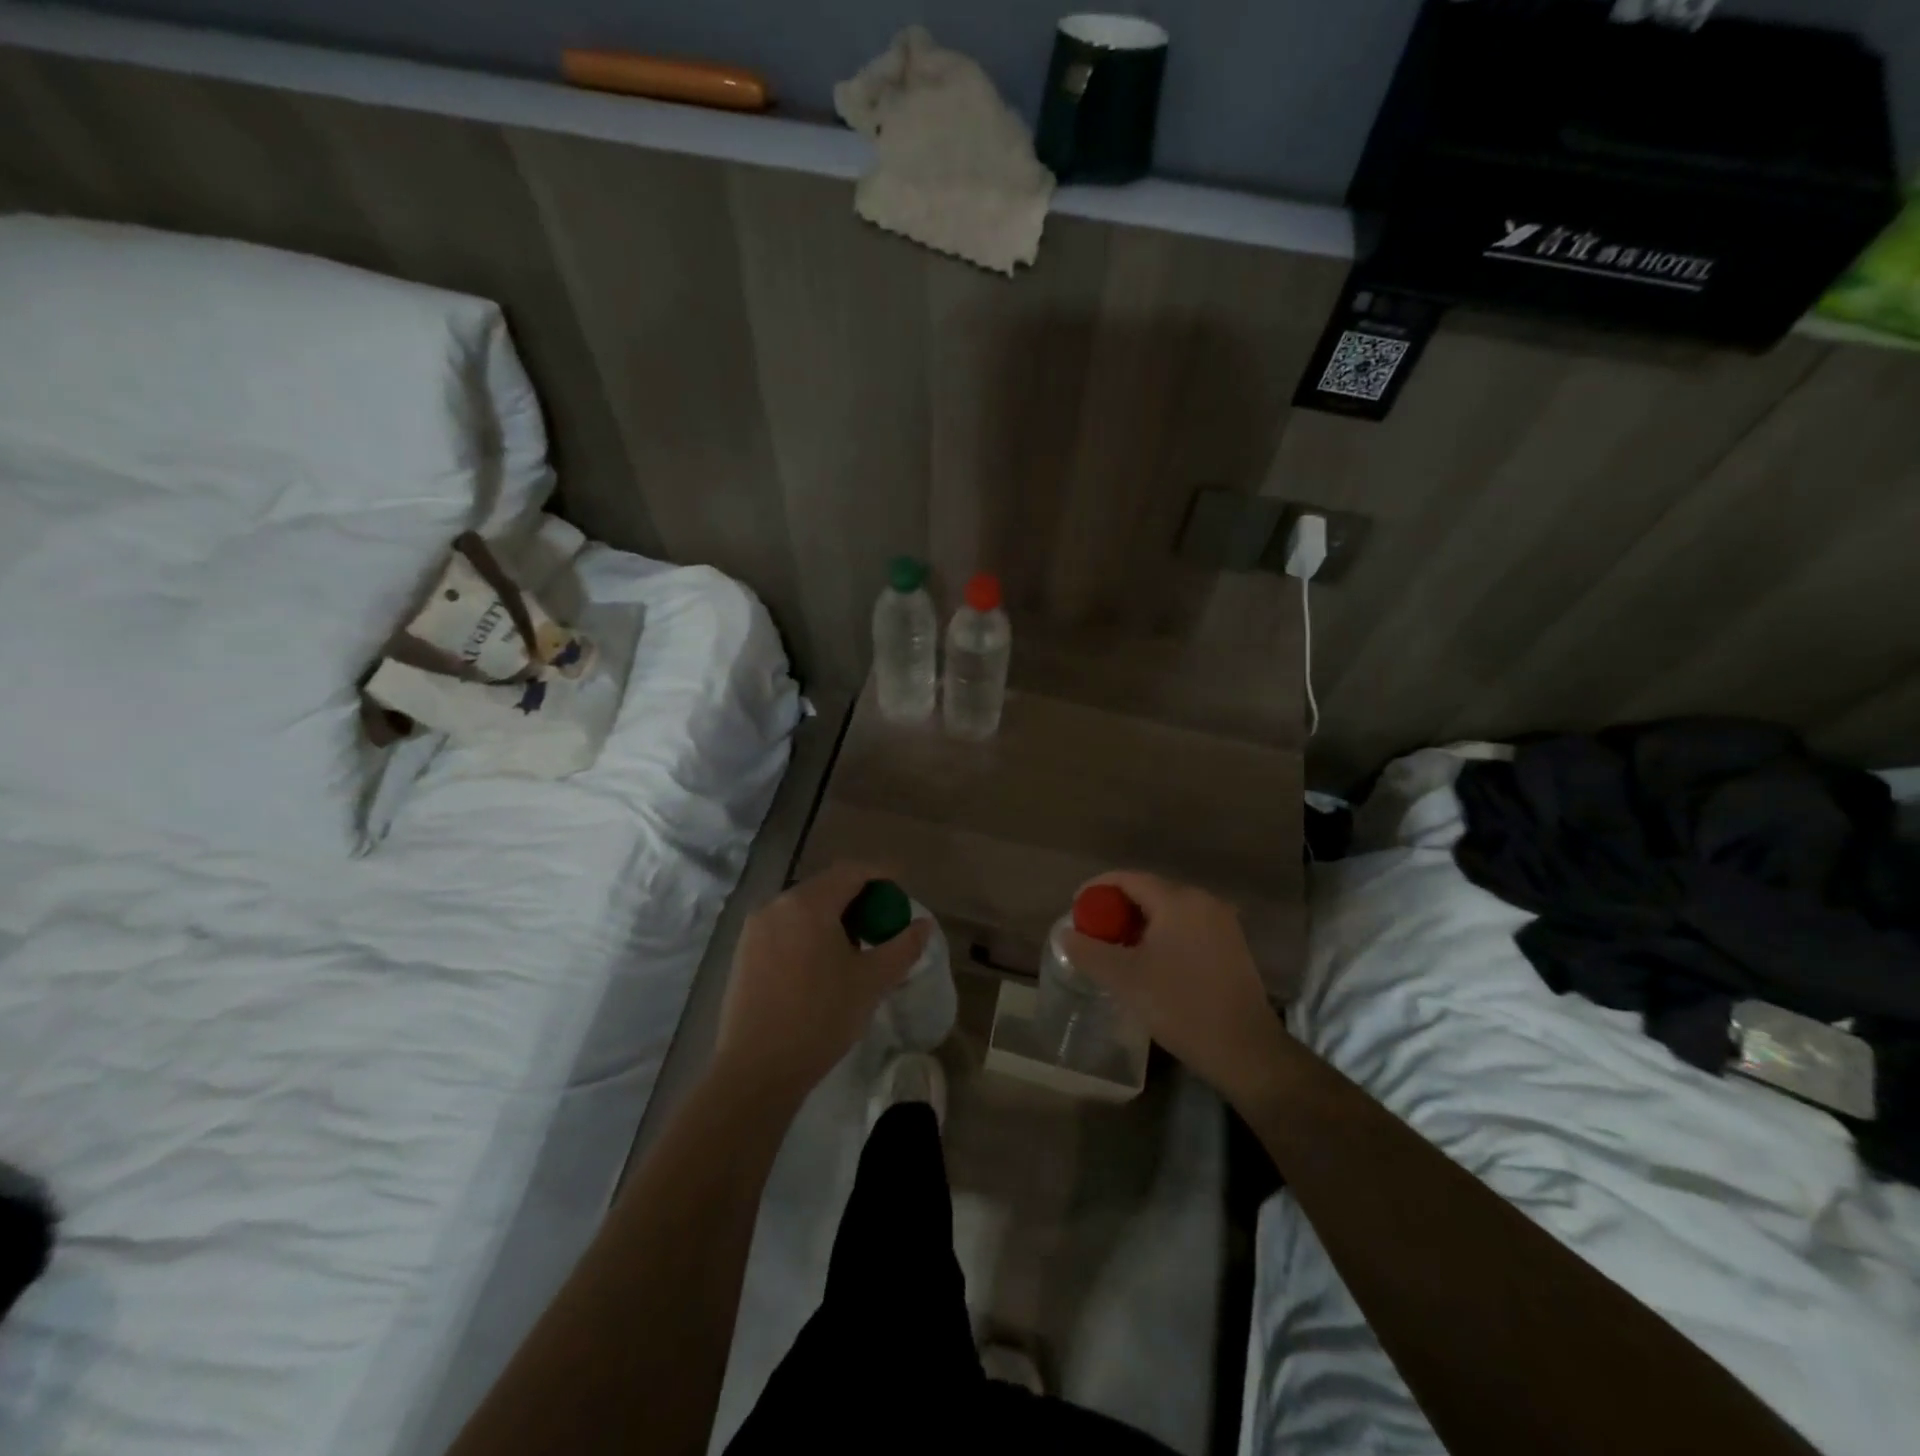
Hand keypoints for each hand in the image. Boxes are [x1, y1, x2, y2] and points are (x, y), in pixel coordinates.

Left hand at [712, 862, 931, 1103]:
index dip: (881, 874)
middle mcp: (777, 905)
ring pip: (803, 908)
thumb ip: (902, 947)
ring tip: (854, 945)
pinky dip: (809, 931)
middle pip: (826, 887)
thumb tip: (924, 924)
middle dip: (858, 897)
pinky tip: (821, 963)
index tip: (902, 885)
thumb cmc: (820, 1019)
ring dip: (833, 915)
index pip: (852, 872)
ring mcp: (755, 928)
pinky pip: (785, 927)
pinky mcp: (744, 951)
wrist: (756, 1070)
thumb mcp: (872, 982)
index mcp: (809, 904)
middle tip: (882, 921)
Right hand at [1057, 872, 1285, 1100]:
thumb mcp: (1124, 979)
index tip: (1076, 908)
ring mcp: (1222, 922)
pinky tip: (1151, 962)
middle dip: (1117, 908)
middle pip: (1149, 892)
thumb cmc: (1180, 1006)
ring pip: (1169, 910)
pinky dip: (1163, 934)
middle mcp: (1203, 900)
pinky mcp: (1232, 944)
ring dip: (1139, 923)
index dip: (1097, 889)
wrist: (1244, 1049)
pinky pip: (1187, 926)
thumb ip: (1088, 951)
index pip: (1127, 879)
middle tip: (1094, 933)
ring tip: (1118, 949)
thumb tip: (1065, 934)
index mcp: (1177, 900)